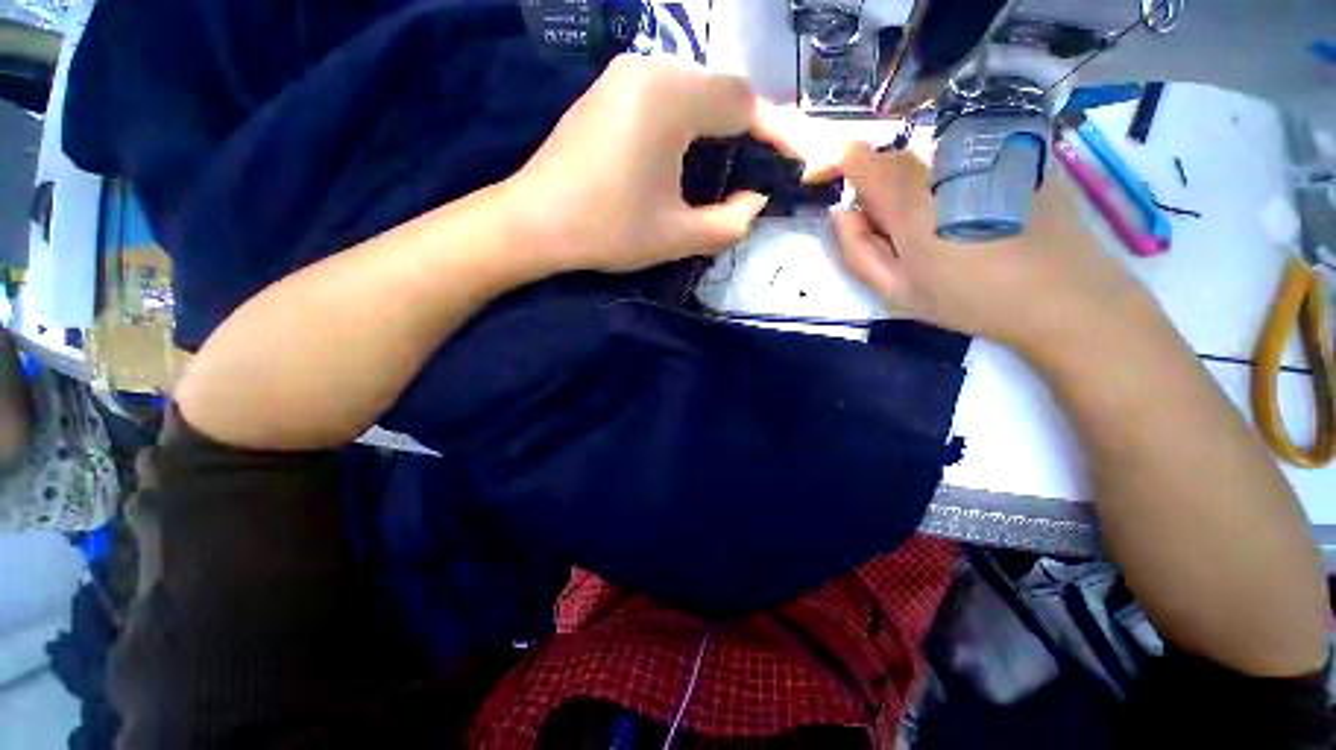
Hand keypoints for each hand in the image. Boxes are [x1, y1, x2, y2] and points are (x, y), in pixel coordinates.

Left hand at [505, 55, 777, 273]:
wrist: (533, 222)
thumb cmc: (607, 230)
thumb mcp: (677, 236)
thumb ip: (730, 222)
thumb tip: (755, 201)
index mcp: (670, 98)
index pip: (743, 102)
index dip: (774, 132)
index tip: (792, 160)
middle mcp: (650, 68)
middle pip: (720, 89)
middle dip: (747, 129)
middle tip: (759, 169)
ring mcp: (625, 74)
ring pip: (694, 90)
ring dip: (718, 125)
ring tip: (728, 166)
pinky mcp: (609, 89)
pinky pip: (666, 95)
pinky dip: (689, 121)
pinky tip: (687, 154)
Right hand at [832, 143, 1152, 355]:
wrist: (1064, 295)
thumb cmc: (970, 299)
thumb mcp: (895, 290)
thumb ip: (856, 250)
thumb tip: (840, 213)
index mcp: (909, 200)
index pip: (855, 156)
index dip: (831, 160)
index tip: (817, 178)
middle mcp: (944, 163)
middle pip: (890, 158)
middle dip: (874, 188)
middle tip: (888, 233)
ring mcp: (985, 152)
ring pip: (925, 158)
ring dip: (912, 187)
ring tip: (935, 233)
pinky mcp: (1015, 152)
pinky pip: (961, 156)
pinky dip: (948, 180)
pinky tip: (971, 217)